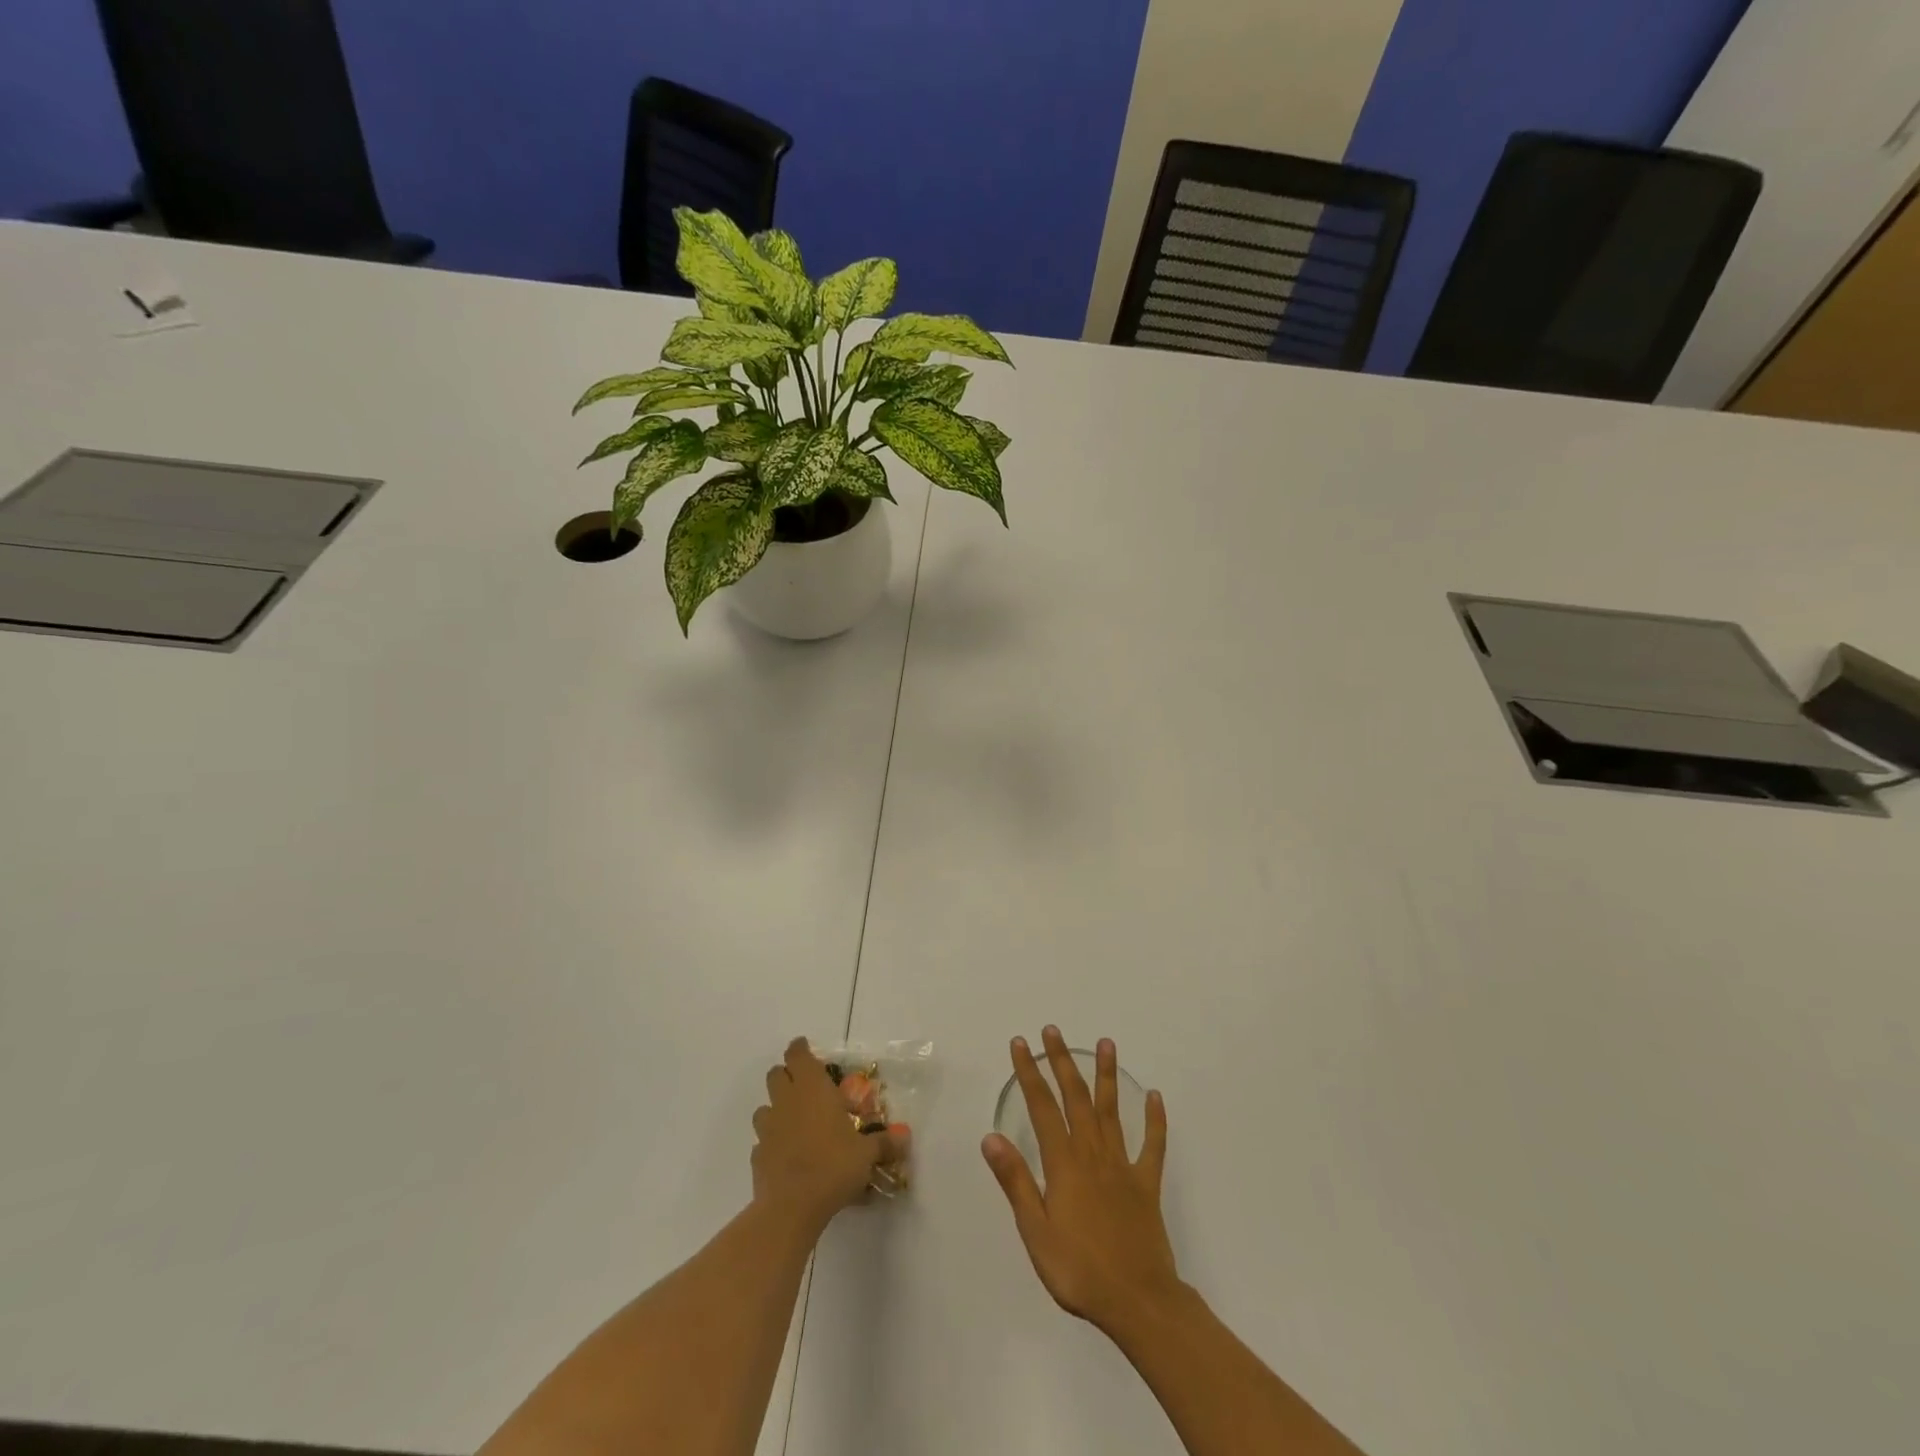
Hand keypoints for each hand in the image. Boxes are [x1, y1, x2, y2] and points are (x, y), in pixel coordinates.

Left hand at [753, 1037, 889, 1231]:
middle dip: (787, 1076)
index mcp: (812, 1089)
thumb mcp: (866, 1154)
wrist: (791, 1207)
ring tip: (794, 1123)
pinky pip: (762, 1140)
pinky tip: (786, 1155)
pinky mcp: (757, 1155)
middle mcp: (787, 1101)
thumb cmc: (833, 1166)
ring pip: (764, 1107)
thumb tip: (905, 1139)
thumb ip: (884, 1143)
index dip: (800, 1049)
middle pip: (776, 1074)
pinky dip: (772, 1142)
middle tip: (805, 1087)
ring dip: (776, 1109)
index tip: (805, 1048)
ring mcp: (768, 1128)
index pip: (798, 1054)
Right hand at [982, 1027, 1180, 1332]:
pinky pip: (1152, 1145)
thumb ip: (1015, 1181)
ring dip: (1107, 1075)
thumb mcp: (1035, 1231)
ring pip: (1113, 1110)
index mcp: (1064, 1163)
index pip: (1041, 1106)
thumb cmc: (1078, 1270)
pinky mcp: (1146, 1183)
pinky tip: (1155, 1097)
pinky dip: (1155, 1120)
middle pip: (1076, 1097)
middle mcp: (1092, 1153)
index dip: (1030, 1073)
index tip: (1021, 1044)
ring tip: (1105, 1043)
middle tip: (1053, 1031)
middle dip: (1062, 1061)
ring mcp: (1122, 1165)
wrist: (1138, 1301)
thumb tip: (991, 1137)